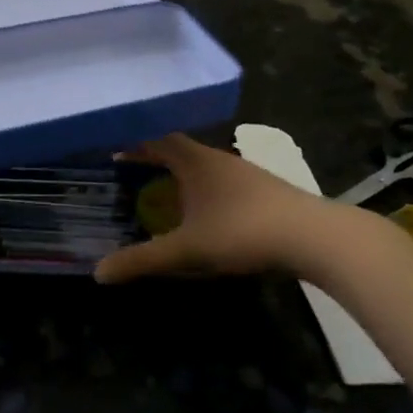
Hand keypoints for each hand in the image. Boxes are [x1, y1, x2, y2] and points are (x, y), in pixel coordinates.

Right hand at [94, 133, 336, 283]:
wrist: (314, 237)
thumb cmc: (243, 232)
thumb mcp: (186, 250)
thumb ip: (142, 260)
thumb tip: (98, 273)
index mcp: (197, 162)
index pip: (159, 140)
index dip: (135, 145)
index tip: (114, 153)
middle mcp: (221, 160)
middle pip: (182, 151)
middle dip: (155, 161)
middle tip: (132, 176)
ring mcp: (247, 175)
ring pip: (205, 168)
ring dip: (182, 178)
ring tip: (164, 196)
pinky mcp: (266, 193)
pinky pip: (223, 185)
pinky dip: (204, 193)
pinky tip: (205, 215)